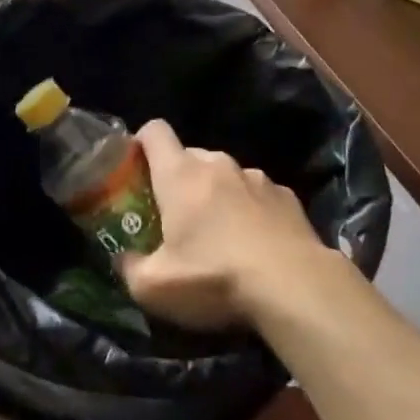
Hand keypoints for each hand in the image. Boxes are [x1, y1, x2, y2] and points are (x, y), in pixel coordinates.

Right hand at [118, 119, 326, 330]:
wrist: (296, 287)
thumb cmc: (215, 278)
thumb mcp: (155, 288)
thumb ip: (130, 269)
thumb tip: (124, 260)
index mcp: (180, 174)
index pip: (154, 131)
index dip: (141, 143)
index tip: (137, 168)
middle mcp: (218, 164)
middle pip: (190, 156)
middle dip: (179, 179)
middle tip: (176, 218)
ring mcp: (256, 177)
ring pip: (226, 175)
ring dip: (217, 195)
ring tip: (221, 236)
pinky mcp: (287, 196)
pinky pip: (258, 194)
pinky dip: (251, 210)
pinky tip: (257, 245)